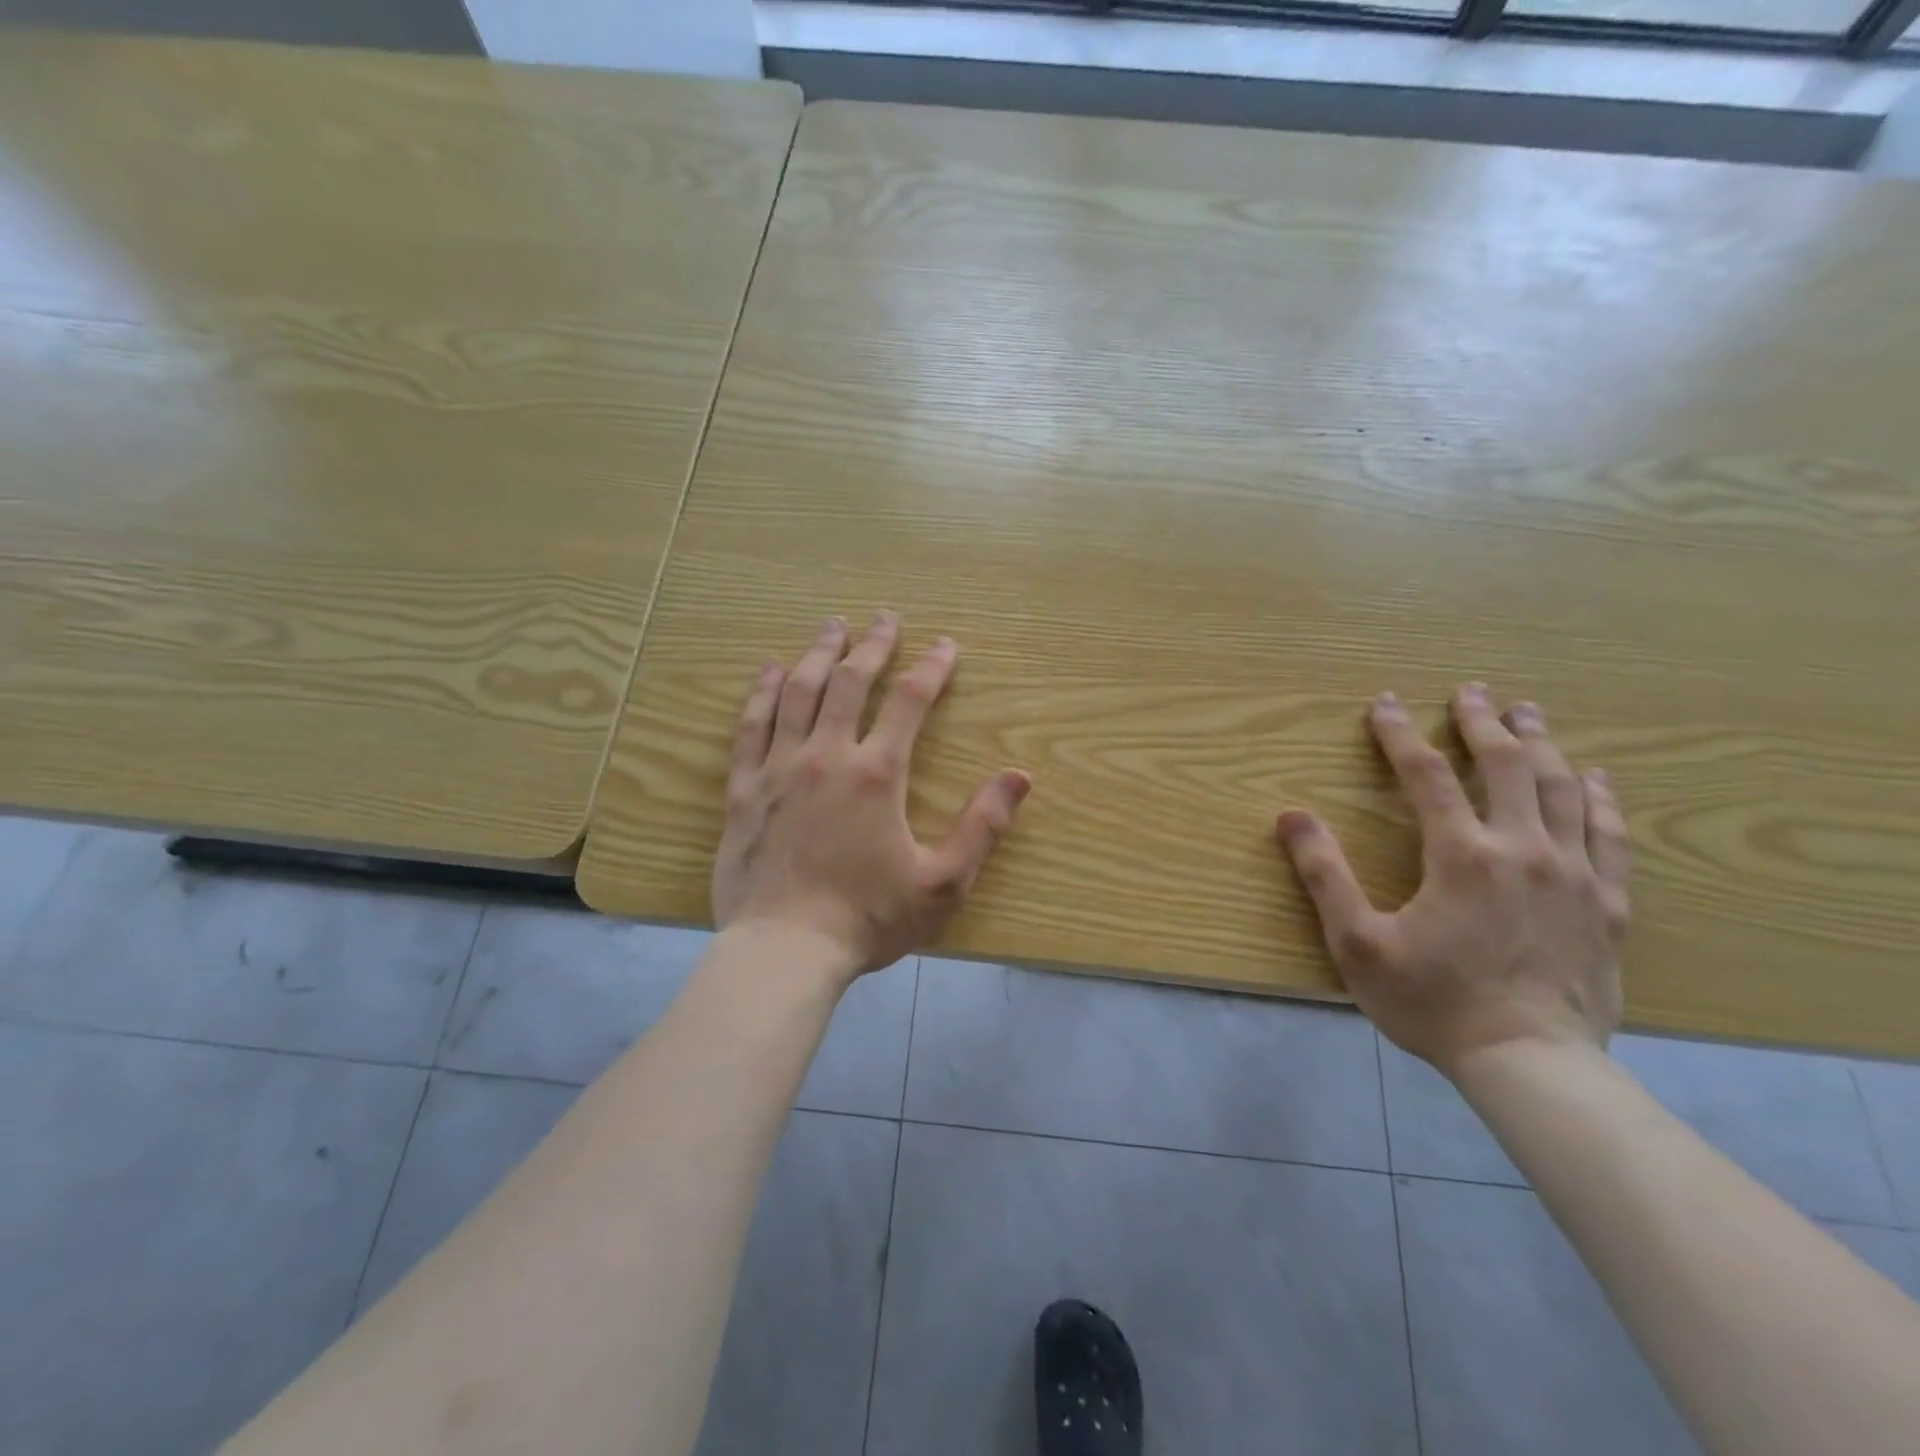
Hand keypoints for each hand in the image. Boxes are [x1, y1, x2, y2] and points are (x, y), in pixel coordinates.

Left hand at [712, 612, 1031, 979]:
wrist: (783, 951)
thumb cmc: (867, 919)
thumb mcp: (942, 883)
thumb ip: (982, 826)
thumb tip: (1020, 777)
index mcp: (876, 774)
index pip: (909, 701)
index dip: (932, 668)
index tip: (946, 646)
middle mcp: (826, 756)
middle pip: (849, 682)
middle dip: (872, 645)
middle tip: (885, 618)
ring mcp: (778, 769)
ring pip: (798, 693)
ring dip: (818, 654)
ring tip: (831, 626)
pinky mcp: (744, 789)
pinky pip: (752, 727)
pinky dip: (763, 693)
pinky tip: (771, 671)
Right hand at [1276, 684, 1629, 1077]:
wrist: (1531, 1066)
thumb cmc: (1433, 1003)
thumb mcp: (1357, 943)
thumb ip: (1323, 875)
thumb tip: (1290, 816)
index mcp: (1461, 855)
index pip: (1426, 774)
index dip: (1399, 734)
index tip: (1384, 703)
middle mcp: (1523, 849)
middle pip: (1507, 766)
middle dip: (1484, 722)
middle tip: (1471, 691)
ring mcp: (1575, 875)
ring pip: (1563, 790)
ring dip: (1542, 745)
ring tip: (1528, 714)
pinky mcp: (1609, 905)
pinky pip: (1610, 836)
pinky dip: (1601, 799)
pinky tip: (1596, 778)